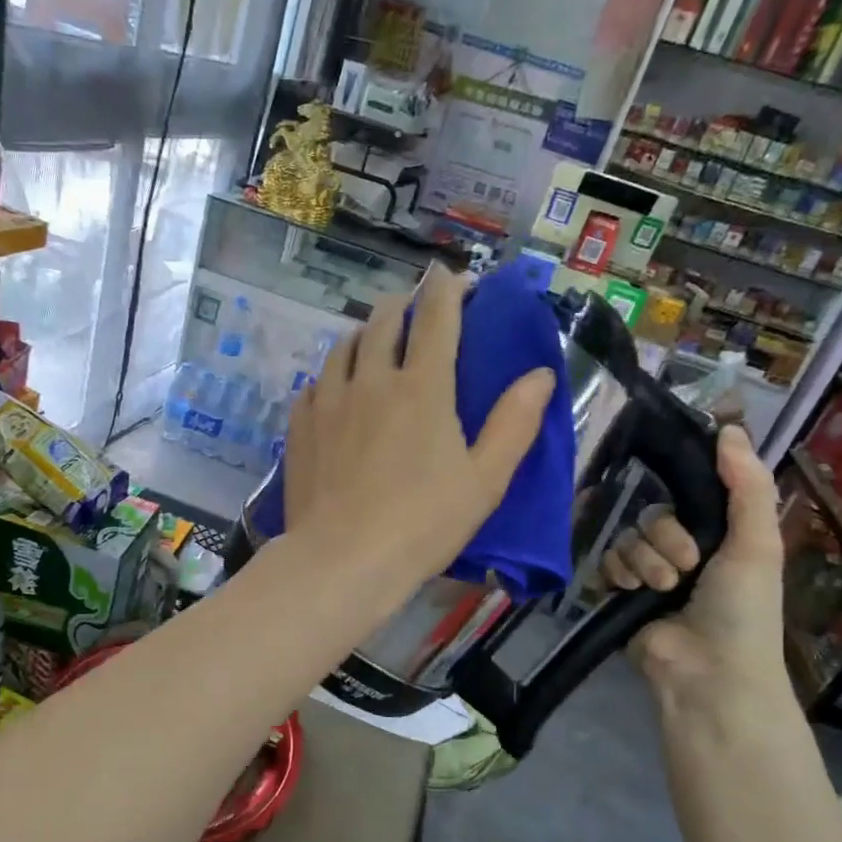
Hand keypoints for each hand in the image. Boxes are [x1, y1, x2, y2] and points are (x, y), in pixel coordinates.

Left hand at [283, 265, 554, 596]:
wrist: (342, 560)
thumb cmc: (423, 523)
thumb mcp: (485, 480)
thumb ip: (514, 424)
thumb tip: (541, 375)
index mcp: (422, 387)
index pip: (438, 316)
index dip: (449, 289)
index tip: (457, 281)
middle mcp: (371, 379)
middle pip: (384, 319)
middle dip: (405, 304)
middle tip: (417, 311)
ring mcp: (328, 400)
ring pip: (344, 345)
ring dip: (365, 334)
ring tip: (375, 345)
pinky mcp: (300, 424)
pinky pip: (315, 382)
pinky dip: (332, 375)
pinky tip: (336, 392)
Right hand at [606, 425, 792, 717]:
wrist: (708, 671)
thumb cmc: (742, 607)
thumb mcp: (756, 543)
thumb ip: (746, 485)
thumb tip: (729, 426)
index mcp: (717, 534)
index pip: (687, 491)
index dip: (682, 488)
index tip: (677, 485)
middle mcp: (681, 548)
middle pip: (651, 514)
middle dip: (666, 538)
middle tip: (686, 566)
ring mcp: (648, 571)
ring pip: (627, 538)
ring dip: (644, 561)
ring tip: (663, 589)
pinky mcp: (619, 592)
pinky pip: (605, 561)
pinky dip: (618, 574)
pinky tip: (631, 592)